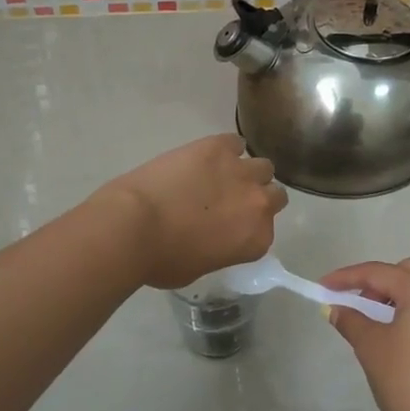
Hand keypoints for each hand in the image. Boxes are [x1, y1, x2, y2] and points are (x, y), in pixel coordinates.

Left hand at [95, 134, 287, 289]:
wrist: (134, 225)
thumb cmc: (162, 260)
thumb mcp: (199, 268)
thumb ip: (219, 250)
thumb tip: (212, 238)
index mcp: (256, 240)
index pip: (267, 229)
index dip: (249, 226)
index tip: (232, 227)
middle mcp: (258, 203)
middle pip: (275, 194)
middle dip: (257, 196)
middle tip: (231, 201)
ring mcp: (240, 171)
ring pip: (262, 166)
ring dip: (246, 172)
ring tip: (220, 176)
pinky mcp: (218, 147)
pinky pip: (235, 142)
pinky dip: (225, 149)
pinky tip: (207, 156)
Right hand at [320, 258, 409, 410]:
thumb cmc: (407, 381)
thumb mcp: (371, 347)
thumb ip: (351, 320)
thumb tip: (335, 309)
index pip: (379, 273)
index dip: (347, 277)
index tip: (322, 286)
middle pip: (405, 272)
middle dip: (375, 282)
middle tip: (353, 303)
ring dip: (393, 296)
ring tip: (370, 320)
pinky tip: (393, 334)